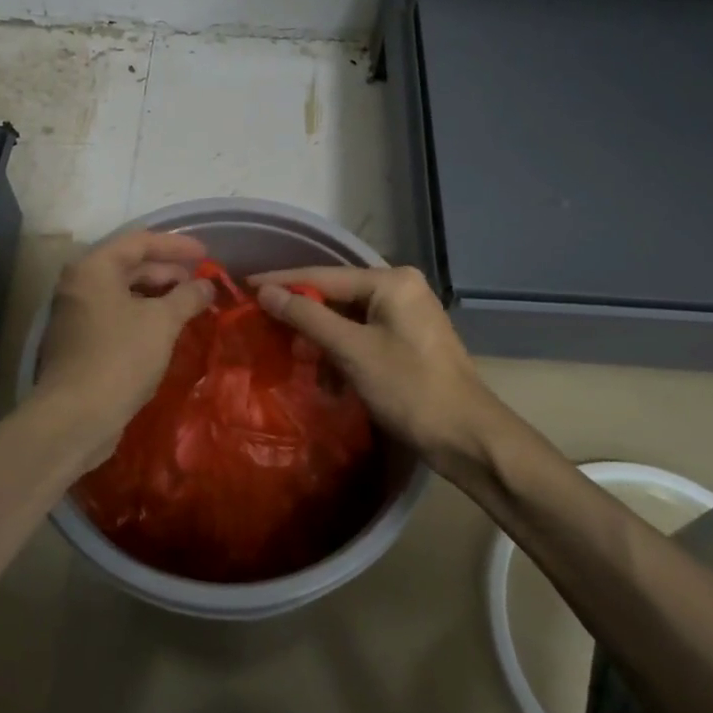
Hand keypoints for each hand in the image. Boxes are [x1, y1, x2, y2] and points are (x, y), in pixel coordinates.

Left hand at [33, 231, 215, 468]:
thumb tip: (207, 285)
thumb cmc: (120, 357)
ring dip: (158, 296)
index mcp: (94, 268)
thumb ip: (188, 297)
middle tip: (201, 284)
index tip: (206, 254)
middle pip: (129, 265)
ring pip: (124, 292)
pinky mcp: (81, 341)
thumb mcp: (162, 322)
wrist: (76, 416)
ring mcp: (77, 314)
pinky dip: (144, 315)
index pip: (139, 242)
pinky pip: (118, 315)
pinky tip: (168, 329)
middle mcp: (80, 284)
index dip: (176, 245)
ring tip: (190, 306)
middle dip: (168, 271)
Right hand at [252, 264, 513, 475]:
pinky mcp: (408, 341)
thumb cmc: (409, 388)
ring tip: (295, 356)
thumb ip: (307, 317)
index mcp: (391, 281)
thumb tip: (266, 293)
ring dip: (322, 339)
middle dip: (303, 314)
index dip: (282, 282)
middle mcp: (401, 289)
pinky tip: (327, 376)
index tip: (245, 286)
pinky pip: (363, 336)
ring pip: (348, 318)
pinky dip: (342, 352)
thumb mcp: (352, 350)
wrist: (466, 437)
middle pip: (336, 294)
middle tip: (264, 324)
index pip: (323, 275)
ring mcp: (408, 315)